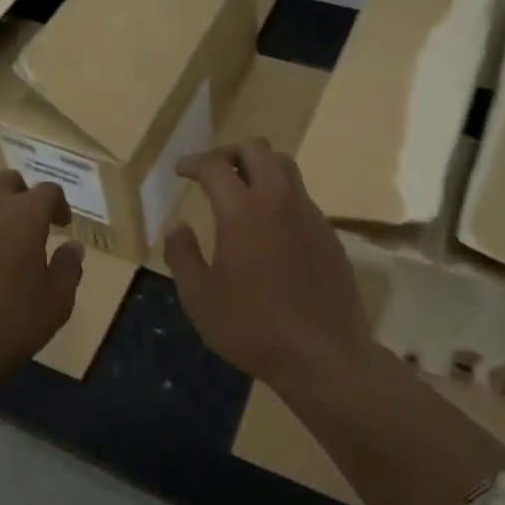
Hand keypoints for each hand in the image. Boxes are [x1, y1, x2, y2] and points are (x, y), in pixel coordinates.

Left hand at [0, 170, 84, 387]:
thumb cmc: (4, 326)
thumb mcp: (55, 305)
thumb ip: (68, 269)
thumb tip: (72, 246)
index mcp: (24, 214)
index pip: (48, 191)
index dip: (57, 205)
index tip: (60, 224)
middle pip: (6, 182)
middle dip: (19, 198)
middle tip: (23, 227)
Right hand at [163, 139, 369, 384]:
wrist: (325, 355)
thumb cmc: (253, 328)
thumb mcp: (200, 298)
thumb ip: (182, 255)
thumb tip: (176, 226)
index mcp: (243, 212)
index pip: (215, 167)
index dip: (193, 163)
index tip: (181, 171)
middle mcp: (279, 201)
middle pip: (257, 149)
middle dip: (229, 152)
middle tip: (212, 173)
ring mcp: (309, 215)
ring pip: (285, 166)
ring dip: (259, 167)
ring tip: (241, 191)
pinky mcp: (328, 234)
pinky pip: (301, 197)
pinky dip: (280, 196)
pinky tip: (269, 228)